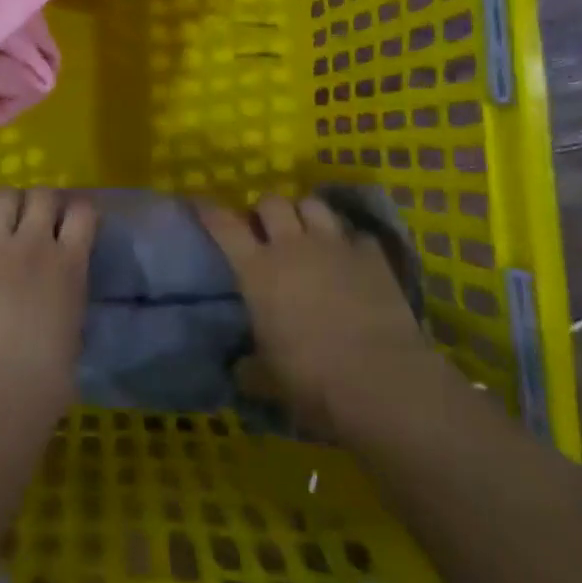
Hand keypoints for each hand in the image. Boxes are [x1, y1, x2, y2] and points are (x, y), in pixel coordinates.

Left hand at [0, 187, 96, 427]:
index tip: (71, 221)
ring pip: (1, 194)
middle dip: (39, 202)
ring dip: (4, 204)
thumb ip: (65, 297)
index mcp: (69, 266)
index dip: (77, 211)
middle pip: (41, 194)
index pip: (83, 211)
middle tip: (31, 221)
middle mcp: (32, 245)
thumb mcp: (70, 334)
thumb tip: (57, 289)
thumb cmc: (39, 386)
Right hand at [198, 194, 430, 434]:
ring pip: (314, 205)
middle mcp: (292, 247)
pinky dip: (353, 243)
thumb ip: (251, 368)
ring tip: (309, 232)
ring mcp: (335, 246)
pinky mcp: (372, 257)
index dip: (210, 211)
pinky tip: (354, 259)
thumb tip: (240, 370)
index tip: (202, 204)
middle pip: (272, 202)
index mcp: (258, 270)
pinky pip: (358, 235)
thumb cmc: (311, 379)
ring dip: (307, 215)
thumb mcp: (268, 378)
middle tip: (268, 230)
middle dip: (267, 210)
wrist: (379, 380)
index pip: (224, 225)